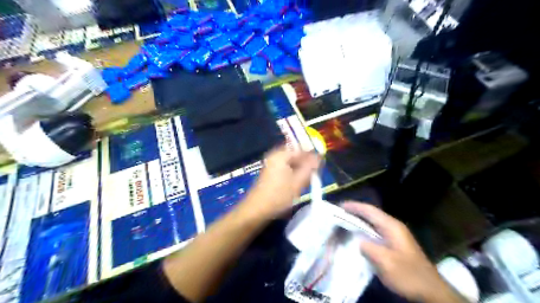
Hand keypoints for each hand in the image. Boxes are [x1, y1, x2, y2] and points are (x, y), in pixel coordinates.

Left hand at [242, 147, 318, 220]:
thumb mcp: (298, 182)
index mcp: (281, 155)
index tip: (321, 165)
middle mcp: (275, 156)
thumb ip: (310, 168)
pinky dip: (293, 174)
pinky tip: (297, 183)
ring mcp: (271, 165)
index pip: (301, 150)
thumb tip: (319, 158)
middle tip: (314, 174)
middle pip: (295, 156)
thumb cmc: (279, 195)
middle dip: (306, 164)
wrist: (257, 210)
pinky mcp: (270, 173)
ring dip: (300, 170)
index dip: (312, 157)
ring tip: (307, 180)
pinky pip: (285, 169)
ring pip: (291, 163)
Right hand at [341, 201, 463, 302]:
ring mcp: (394, 235)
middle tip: (338, 213)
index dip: (354, 206)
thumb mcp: (386, 262)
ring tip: (343, 222)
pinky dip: (364, 230)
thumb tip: (357, 240)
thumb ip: (369, 248)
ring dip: (359, 221)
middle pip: (371, 214)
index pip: (370, 211)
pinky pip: (375, 232)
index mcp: (391, 226)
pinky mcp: (394, 244)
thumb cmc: (408, 274)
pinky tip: (356, 236)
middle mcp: (393, 227)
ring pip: (373, 223)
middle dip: (355, 212)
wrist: (430, 291)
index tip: (339, 206)